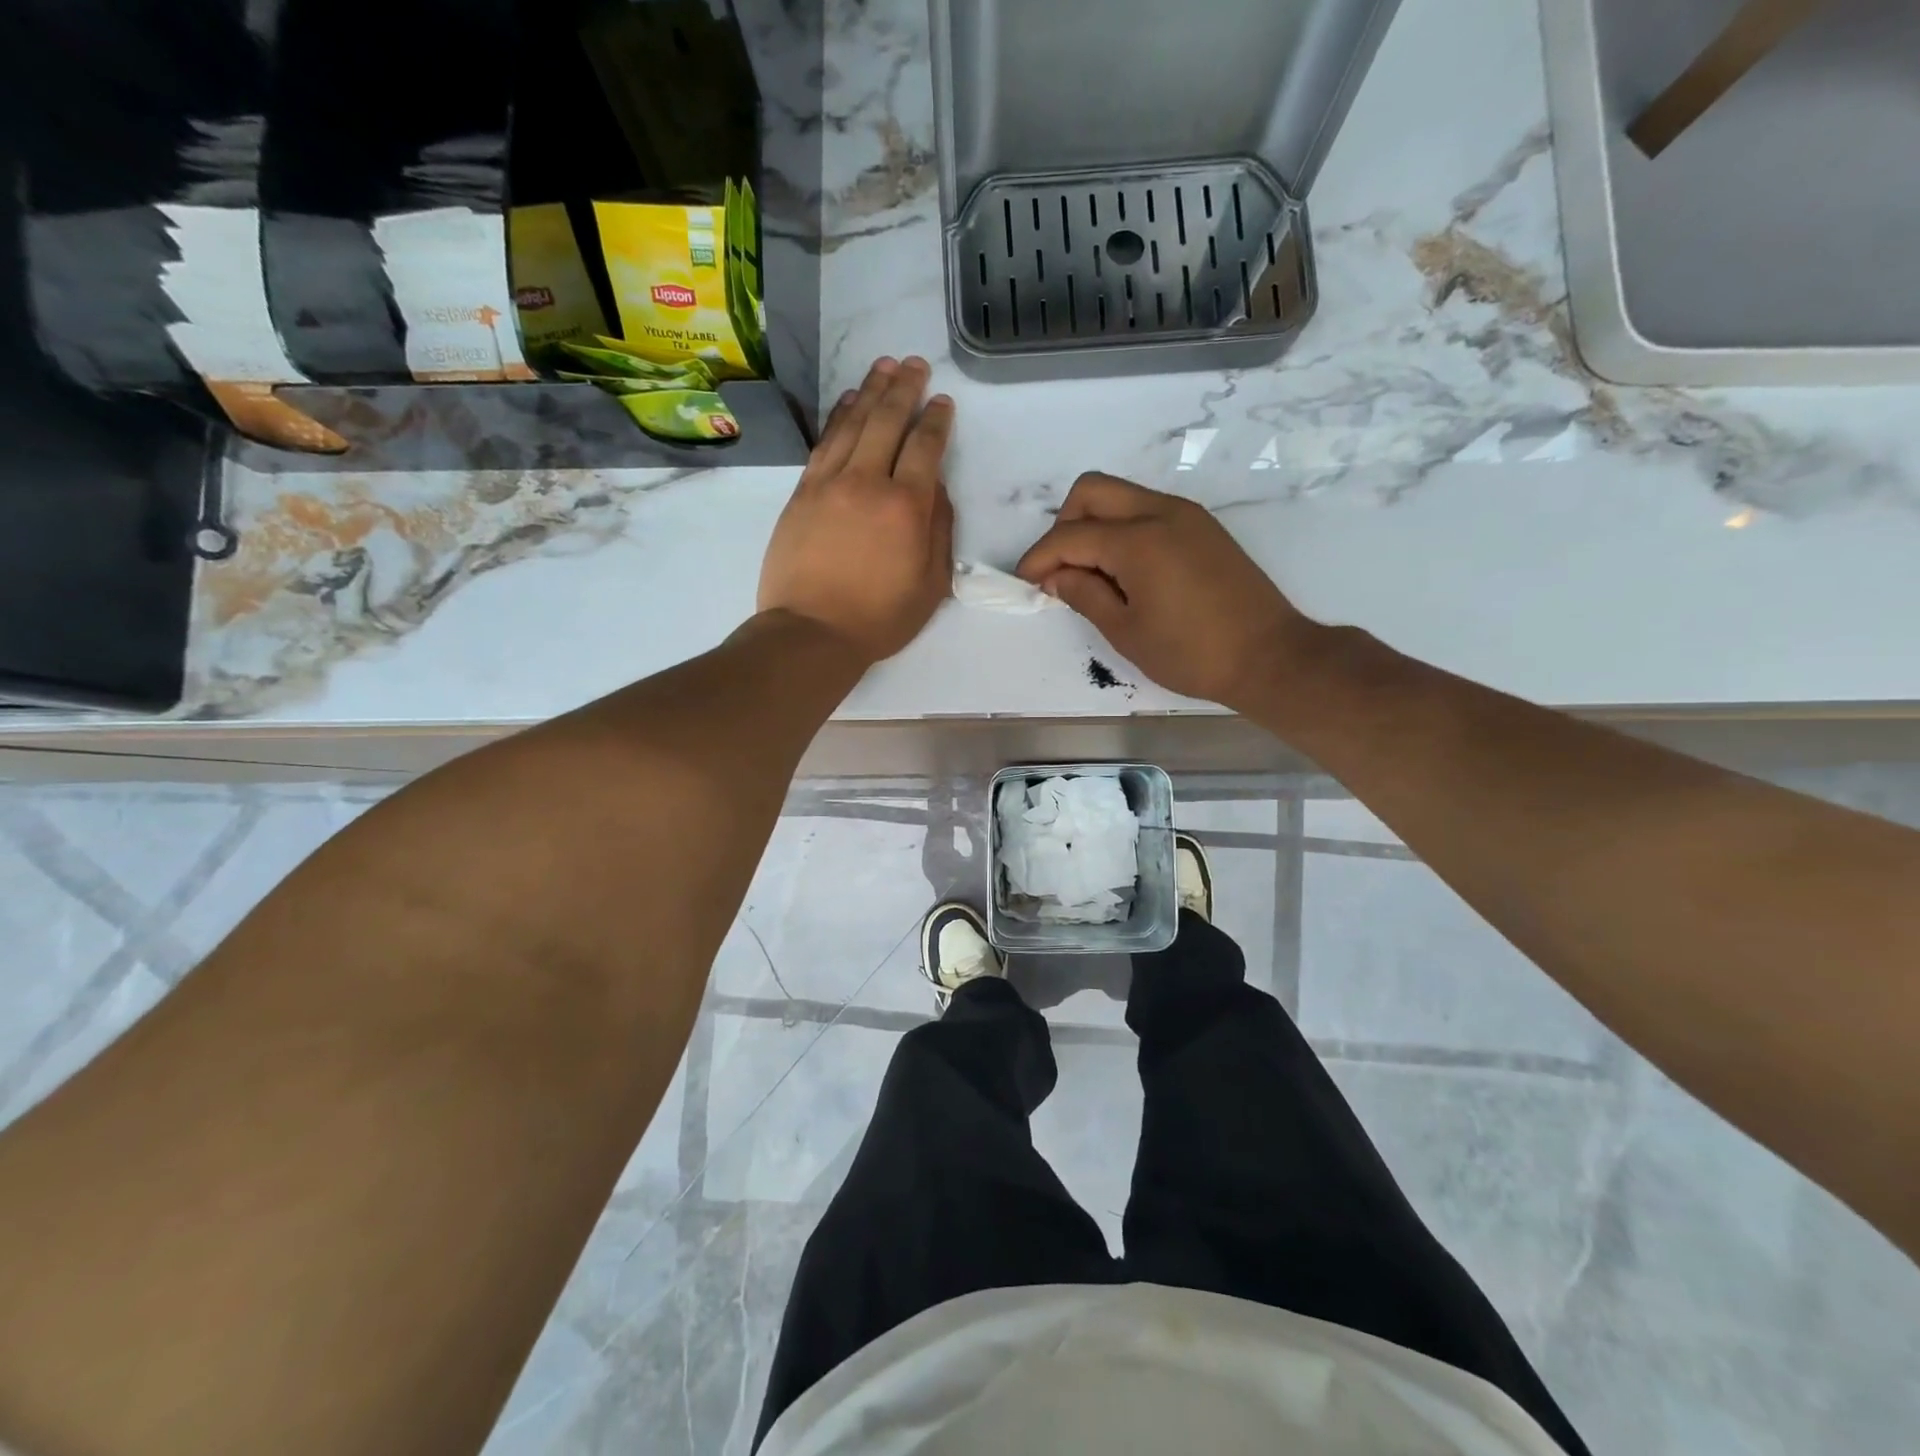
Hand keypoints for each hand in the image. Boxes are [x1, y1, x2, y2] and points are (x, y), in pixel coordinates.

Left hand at [757, 357, 954, 663]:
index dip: (936, 419)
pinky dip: (838, 416)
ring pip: (852, 423)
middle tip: (914, 364)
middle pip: (887, 420)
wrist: (811, 632)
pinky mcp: (802, 492)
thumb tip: (935, 488)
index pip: (925, 446)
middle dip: (904, 388)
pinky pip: (824, 442)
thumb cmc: (879, 618)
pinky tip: (848, 402)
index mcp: (906, 506)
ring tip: (884, 367)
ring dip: (870, 391)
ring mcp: (829, 483)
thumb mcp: (931, 584)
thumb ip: (939, 530)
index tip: (942, 401)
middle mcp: (867, 482)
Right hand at [1015, 473, 1313, 711]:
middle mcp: (1161, 511)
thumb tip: (1055, 576)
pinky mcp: (1202, 526)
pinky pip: (1147, 509)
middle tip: (1061, 571)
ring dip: (1093, 524)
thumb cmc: (1191, 653)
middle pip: (1091, 491)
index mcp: (1138, 540)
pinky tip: (1125, 571)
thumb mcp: (1126, 632)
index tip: (1024, 583)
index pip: (1069, 536)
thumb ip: (1084, 594)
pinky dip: (1122, 529)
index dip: (1039, 559)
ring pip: (1120, 496)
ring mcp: (1186, 514)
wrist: (1269, 656)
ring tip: (1091, 575)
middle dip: (1063, 525)